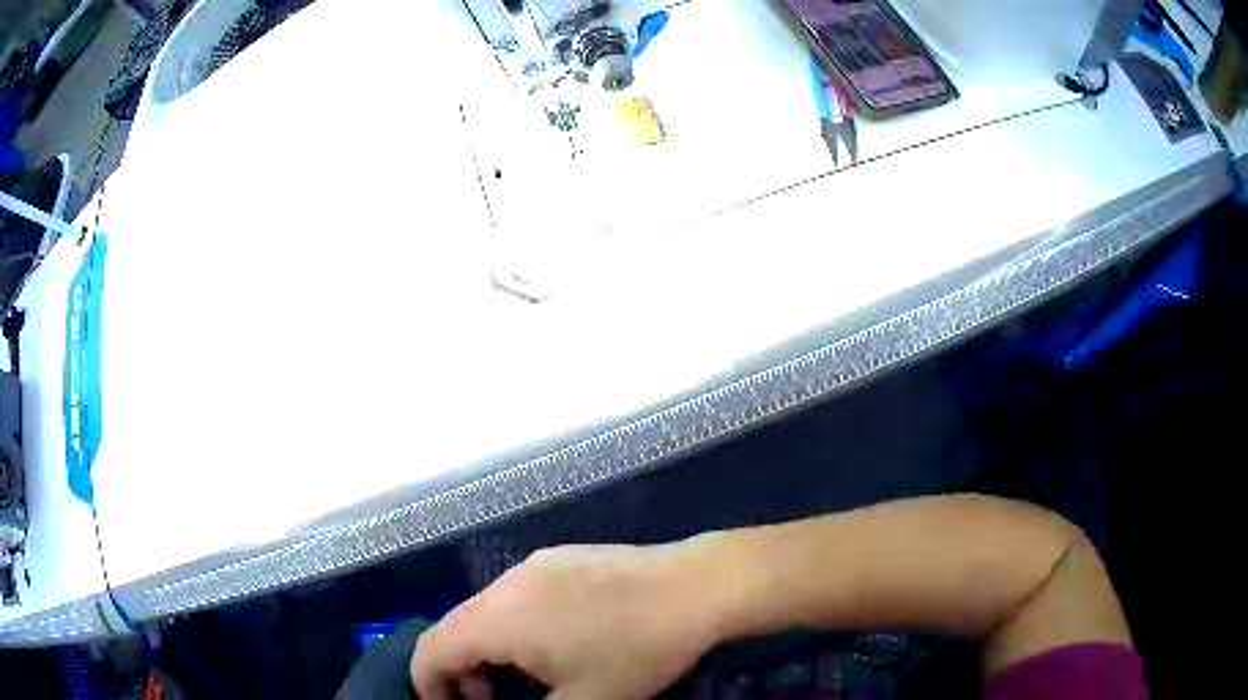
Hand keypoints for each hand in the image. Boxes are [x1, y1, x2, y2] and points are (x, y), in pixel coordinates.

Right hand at [410, 543, 719, 699]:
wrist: (697, 587)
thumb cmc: (636, 652)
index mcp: (497, 619)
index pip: (430, 650)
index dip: (429, 686)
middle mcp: (503, 584)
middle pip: (454, 629)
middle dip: (461, 672)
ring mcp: (533, 565)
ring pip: (485, 611)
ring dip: (488, 649)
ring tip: (526, 678)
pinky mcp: (560, 558)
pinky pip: (515, 596)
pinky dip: (513, 627)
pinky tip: (556, 643)